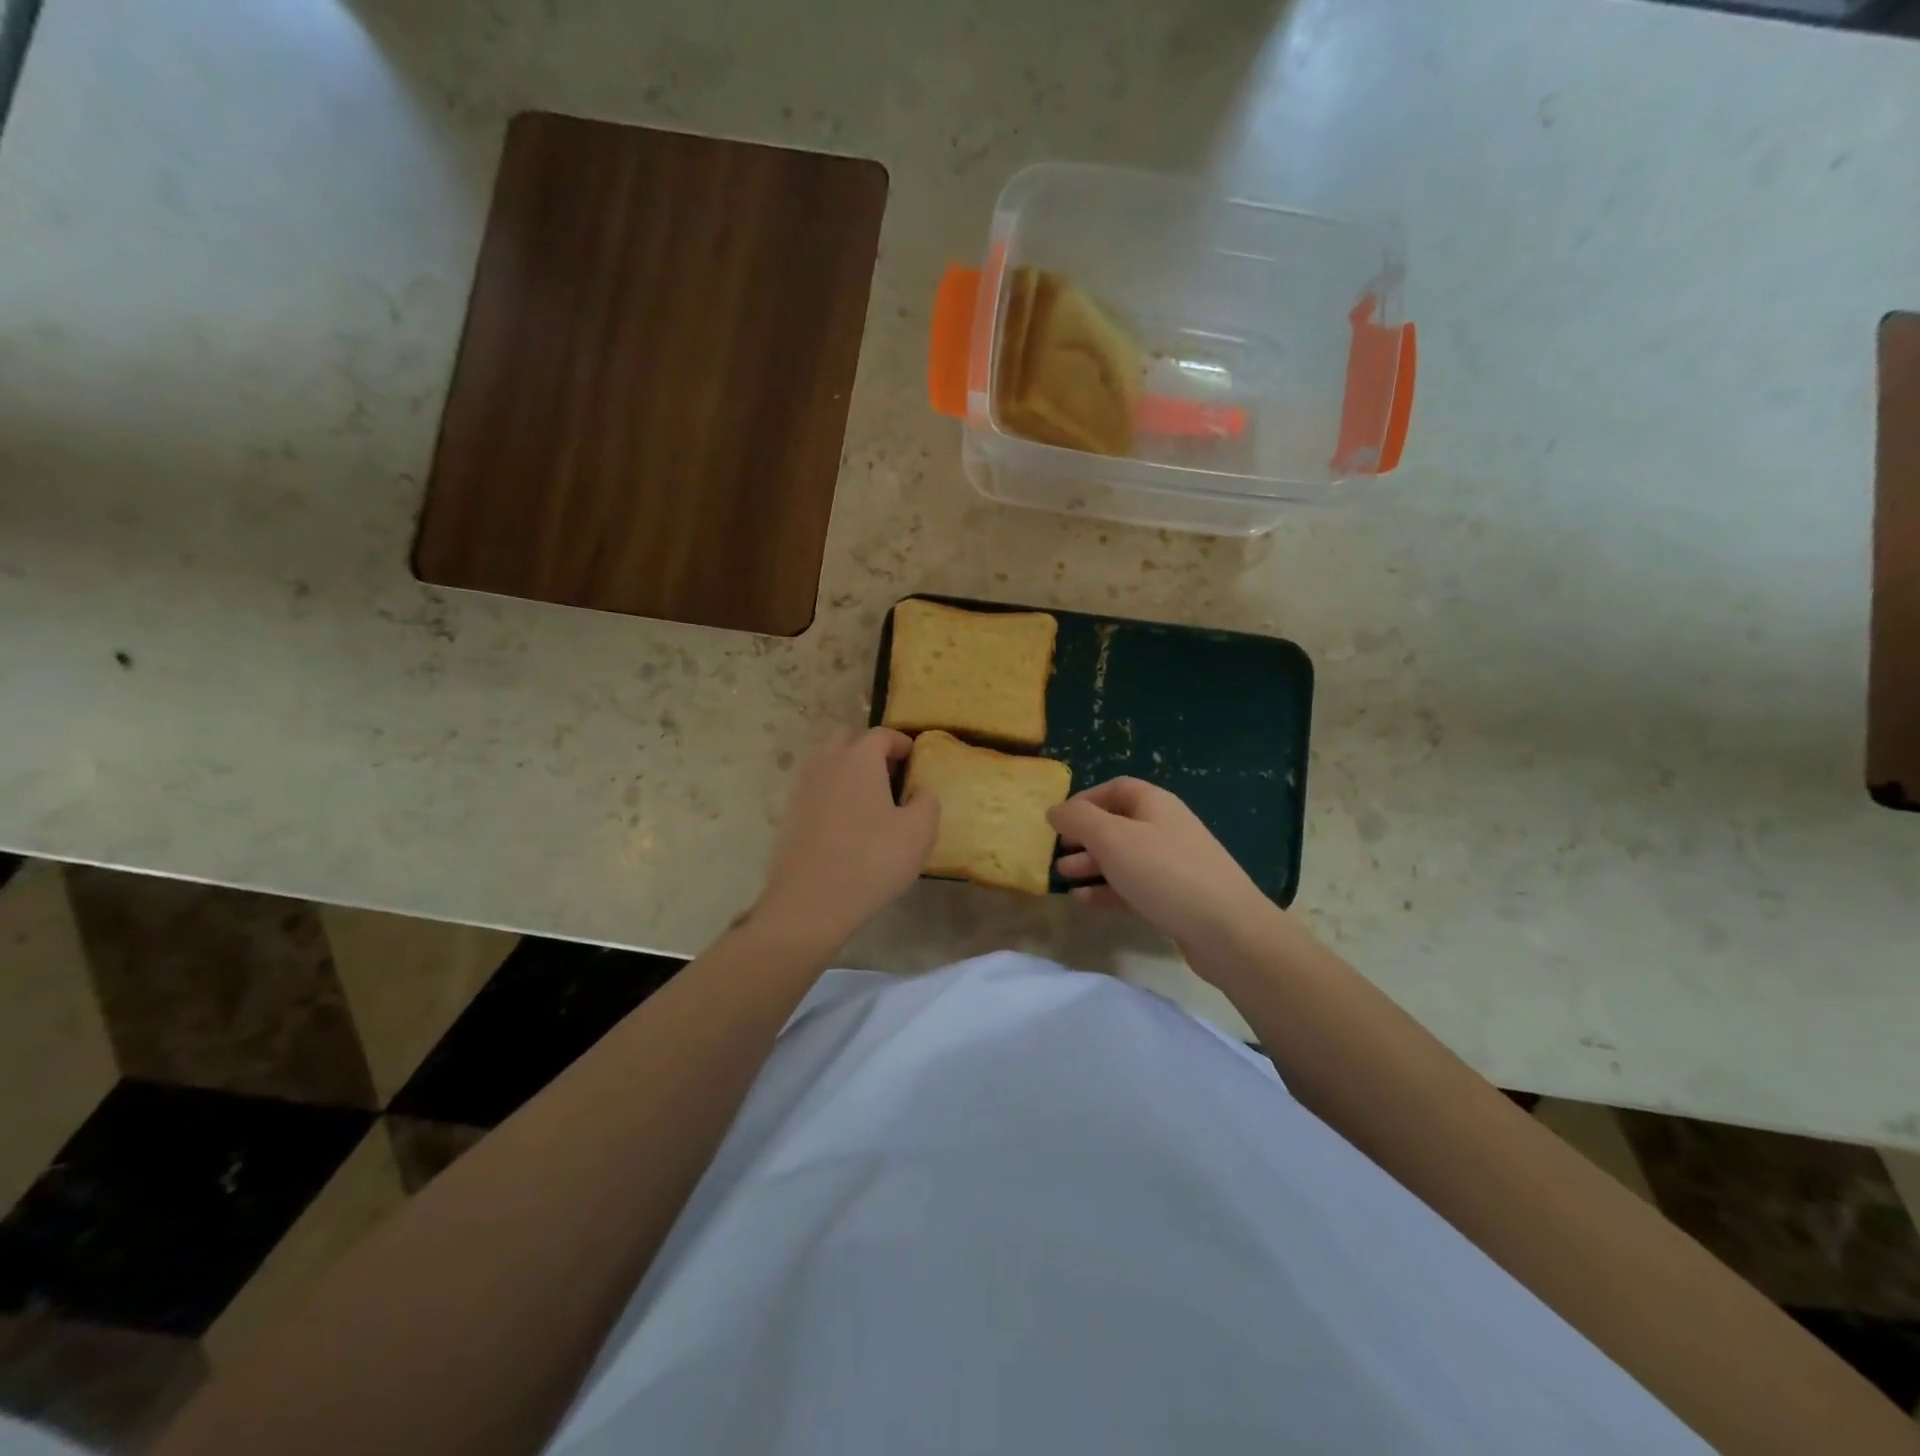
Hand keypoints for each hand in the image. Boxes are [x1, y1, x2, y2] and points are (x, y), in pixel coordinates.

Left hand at [754, 728, 938, 945]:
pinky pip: (816, 787)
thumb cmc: (872, 861)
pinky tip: (847, 822)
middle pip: (849, 739)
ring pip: (828, 762)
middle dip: (871, 750)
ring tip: (870, 800)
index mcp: (859, 758)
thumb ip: (927, 801)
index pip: (883, 735)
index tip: (916, 763)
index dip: (903, 744)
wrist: (810, 903)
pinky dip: (832, 792)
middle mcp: (826, 762)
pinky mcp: (790, 812)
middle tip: (891, 777)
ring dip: (849, 770)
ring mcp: (802, 786)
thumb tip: (920, 791)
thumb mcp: (919, 832)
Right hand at [1049, 778, 1278, 966]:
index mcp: (1155, 804)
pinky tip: (1083, 902)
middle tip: (1057, 852)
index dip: (1084, 800)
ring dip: (1091, 864)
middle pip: (1117, 824)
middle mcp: (1165, 828)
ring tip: (1063, 877)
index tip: (1058, 820)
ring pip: (1123, 857)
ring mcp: (1173, 864)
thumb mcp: (1113, 839)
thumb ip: (1078, 820)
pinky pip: (1133, 886)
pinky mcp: (1175, 898)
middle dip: (1084, 836)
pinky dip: (1107, 890)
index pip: (1115, 788)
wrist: (1228, 931)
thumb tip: (1055, 809)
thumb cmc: (1165, 873)